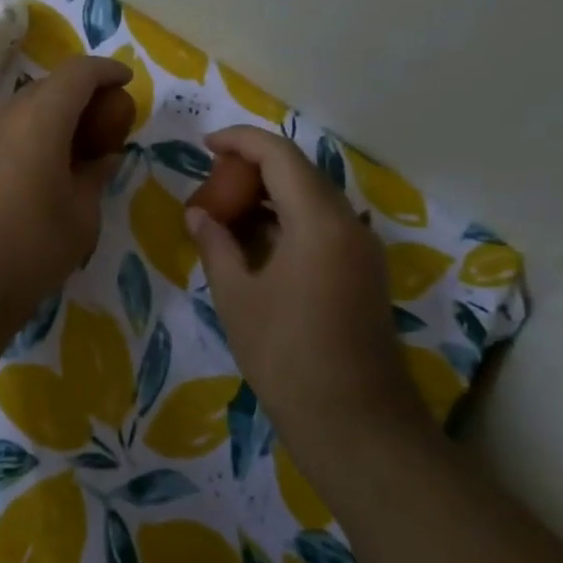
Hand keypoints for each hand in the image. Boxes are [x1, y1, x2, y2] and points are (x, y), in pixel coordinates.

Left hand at [0, 57, 129, 332]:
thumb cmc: (30, 250)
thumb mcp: (81, 216)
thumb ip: (94, 175)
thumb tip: (102, 157)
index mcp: (38, 120)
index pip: (77, 73)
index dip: (106, 71)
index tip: (125, 82)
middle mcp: (1, 116)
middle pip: (47, 87)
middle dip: (79, 95)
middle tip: (104, 121)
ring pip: (20, 109)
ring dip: (50, 116)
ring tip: (72, 147)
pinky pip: (1, 132)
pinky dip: (26, 135)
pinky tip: (37, 168)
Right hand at [185, 126, 431, 469]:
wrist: (353, 421)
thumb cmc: (286, 354)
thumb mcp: (237, 296)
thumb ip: (216, 245)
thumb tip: (198, 215)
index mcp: (318, 221)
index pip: (280, 155)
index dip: (241, 141)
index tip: (205, 145)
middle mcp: (349, 224)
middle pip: (300, 172)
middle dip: (254, 168)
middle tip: (212, 185)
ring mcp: (362, 250)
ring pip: (313, 200)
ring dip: (271, 195)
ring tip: (227, 212)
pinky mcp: (363, 273)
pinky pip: (323, 226)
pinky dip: (288, 220)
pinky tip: (256, 242)